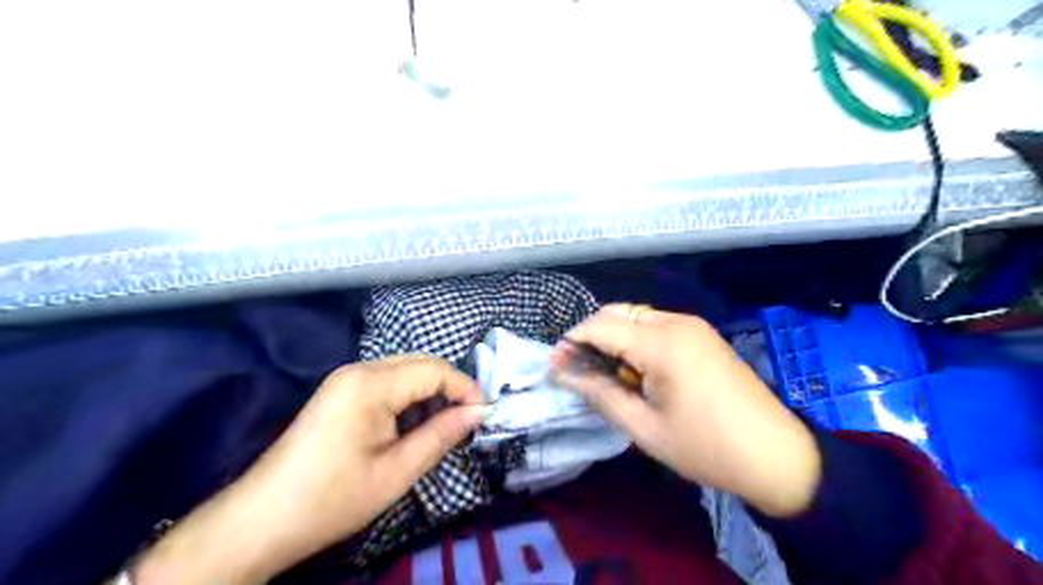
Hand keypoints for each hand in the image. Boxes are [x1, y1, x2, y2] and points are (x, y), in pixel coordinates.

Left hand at [133, 356, 484, 584]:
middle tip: (468, 420)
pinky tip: (413, 423)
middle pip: (420, 363)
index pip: (434, 370)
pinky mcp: (339, 392)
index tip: (484, 415)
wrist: (260, 521)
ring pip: (404, 370)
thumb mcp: (396, 473)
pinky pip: (387, 381)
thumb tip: (477, 413)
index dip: (465, 388)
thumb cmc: (331, 500)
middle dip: (449, 387)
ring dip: (430, 391)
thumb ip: (441, 435)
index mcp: (371, 385)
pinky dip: (409, 396)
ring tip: (445, 424)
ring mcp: (345, 379)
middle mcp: (358, 370)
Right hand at [554, 306, 823, 514]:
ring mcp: (692, 325)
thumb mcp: (644, 428)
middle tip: (581, 371)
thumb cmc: (706, 447)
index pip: (601, 326)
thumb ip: (600, 394)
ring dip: (614, 338)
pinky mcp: (701, 334)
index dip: (572, 342)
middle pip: (617, 313)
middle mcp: (676, 322)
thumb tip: (563, 372)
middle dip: (591, 337)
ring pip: (635, 317)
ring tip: (611, 376)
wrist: (776, 454)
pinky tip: (639, 371)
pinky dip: (636, 341)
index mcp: (662, 344)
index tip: (556, 366)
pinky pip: (656, 326)